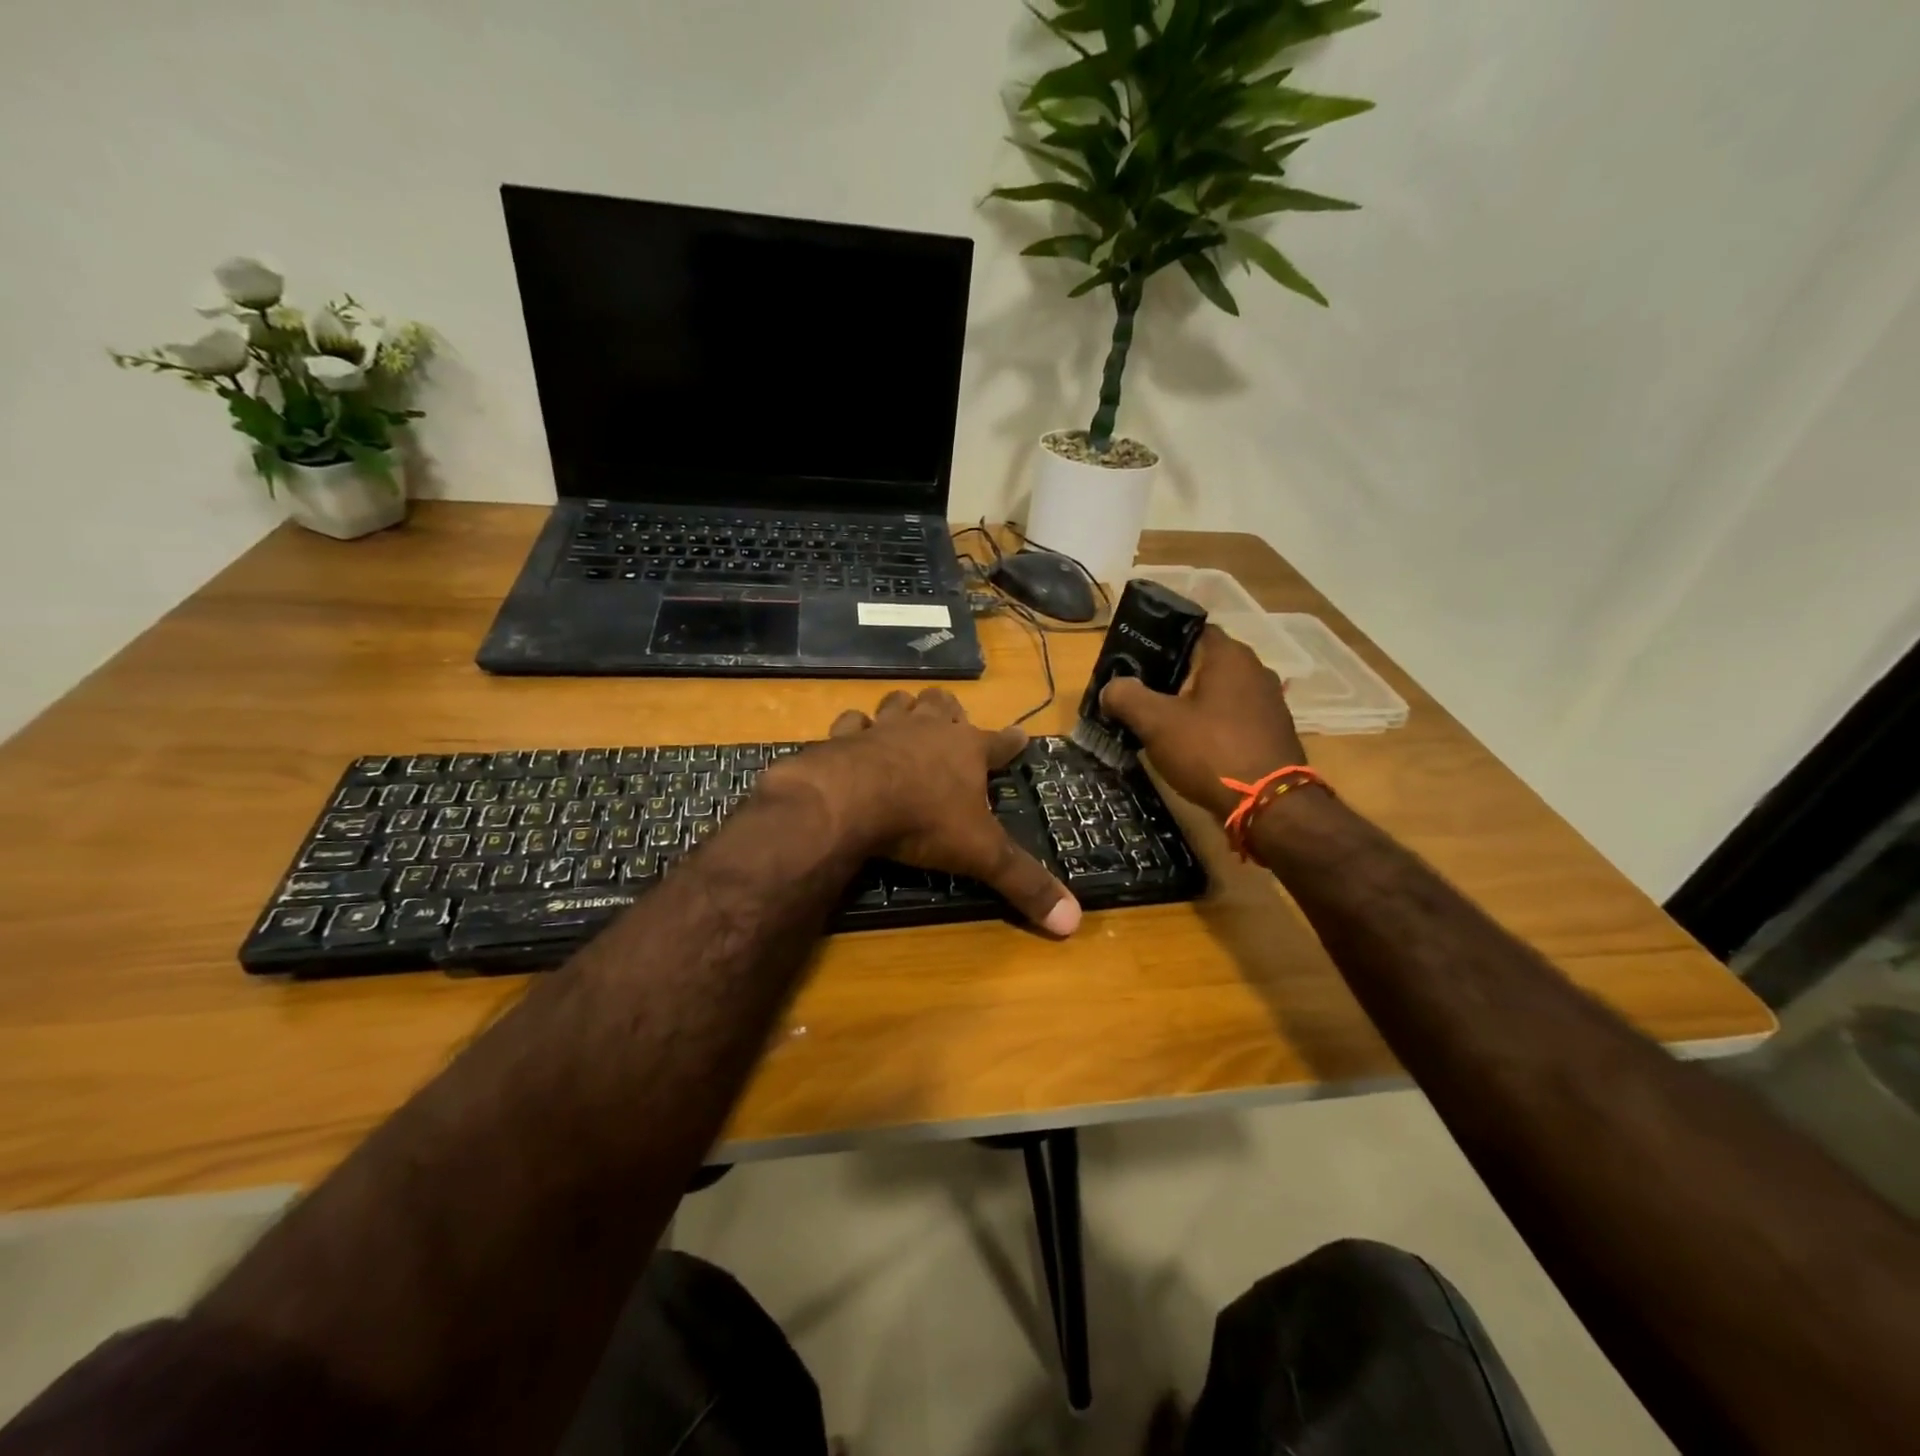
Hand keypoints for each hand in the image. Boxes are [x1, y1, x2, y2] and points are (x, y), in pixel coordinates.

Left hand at [776, 689, 1081, 935]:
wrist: (851, 801)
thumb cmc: (925, 821)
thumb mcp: (982, 855)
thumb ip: (1025, 883)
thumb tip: (1074, 922)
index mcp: (968, 750)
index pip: (1001, 742)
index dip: (1013, 741)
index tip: (1023, 736)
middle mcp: (928, 729)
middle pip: (944, 705)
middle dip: (950, 710)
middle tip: (952, 720)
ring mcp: (884, 728)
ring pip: (899, 703)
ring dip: (905, 709)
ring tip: (907, 717)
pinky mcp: (844, 737)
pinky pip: (851, 722)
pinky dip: (854, 728)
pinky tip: (854, 735)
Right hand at [1100, 625, 1306, 821]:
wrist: (1268, 806)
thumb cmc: (1210, 751)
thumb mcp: (1156, 723)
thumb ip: (1127, 698)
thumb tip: (1110, 688)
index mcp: (1229, 656)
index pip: (1190, 631)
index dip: (1160, 641)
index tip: (1134, 660)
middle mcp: (1254, 670)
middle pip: (1203, 663)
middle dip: (1171, 676)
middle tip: (1138, 693)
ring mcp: (1268, 703)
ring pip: (1218, 693)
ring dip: (1191, 703)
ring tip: (1158, 721)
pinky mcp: (1271, 733)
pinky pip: (1232, 718)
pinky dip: (1210, 725)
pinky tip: (1190, 745)